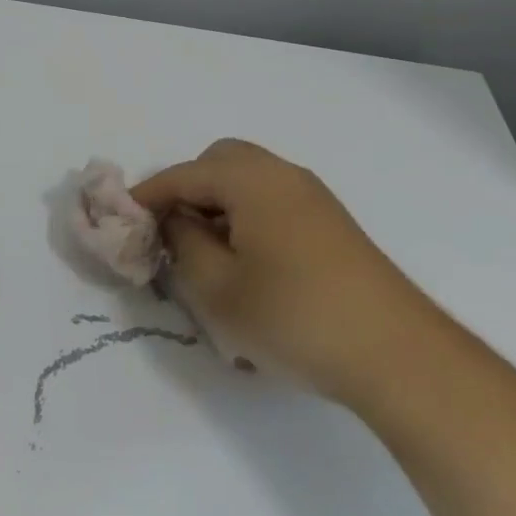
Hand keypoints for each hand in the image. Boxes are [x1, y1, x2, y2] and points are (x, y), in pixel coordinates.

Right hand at [132, 139, 426, 399]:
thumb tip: (174, 219)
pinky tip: (247, 262)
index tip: (120, 220)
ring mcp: (312, 196)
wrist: (396, 353)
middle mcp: (282, 174)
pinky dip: (246, 215)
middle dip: (186, 190)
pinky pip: (272, 200)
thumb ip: (183, 243)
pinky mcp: (331, 223)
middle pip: (219, 163)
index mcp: (250, 179)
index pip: (182, 174)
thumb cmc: (293, 316)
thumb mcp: (218, 288)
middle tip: (169, 233)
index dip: (146, 196)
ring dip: (218, 204)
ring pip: (248, 180)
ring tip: (204, 251)